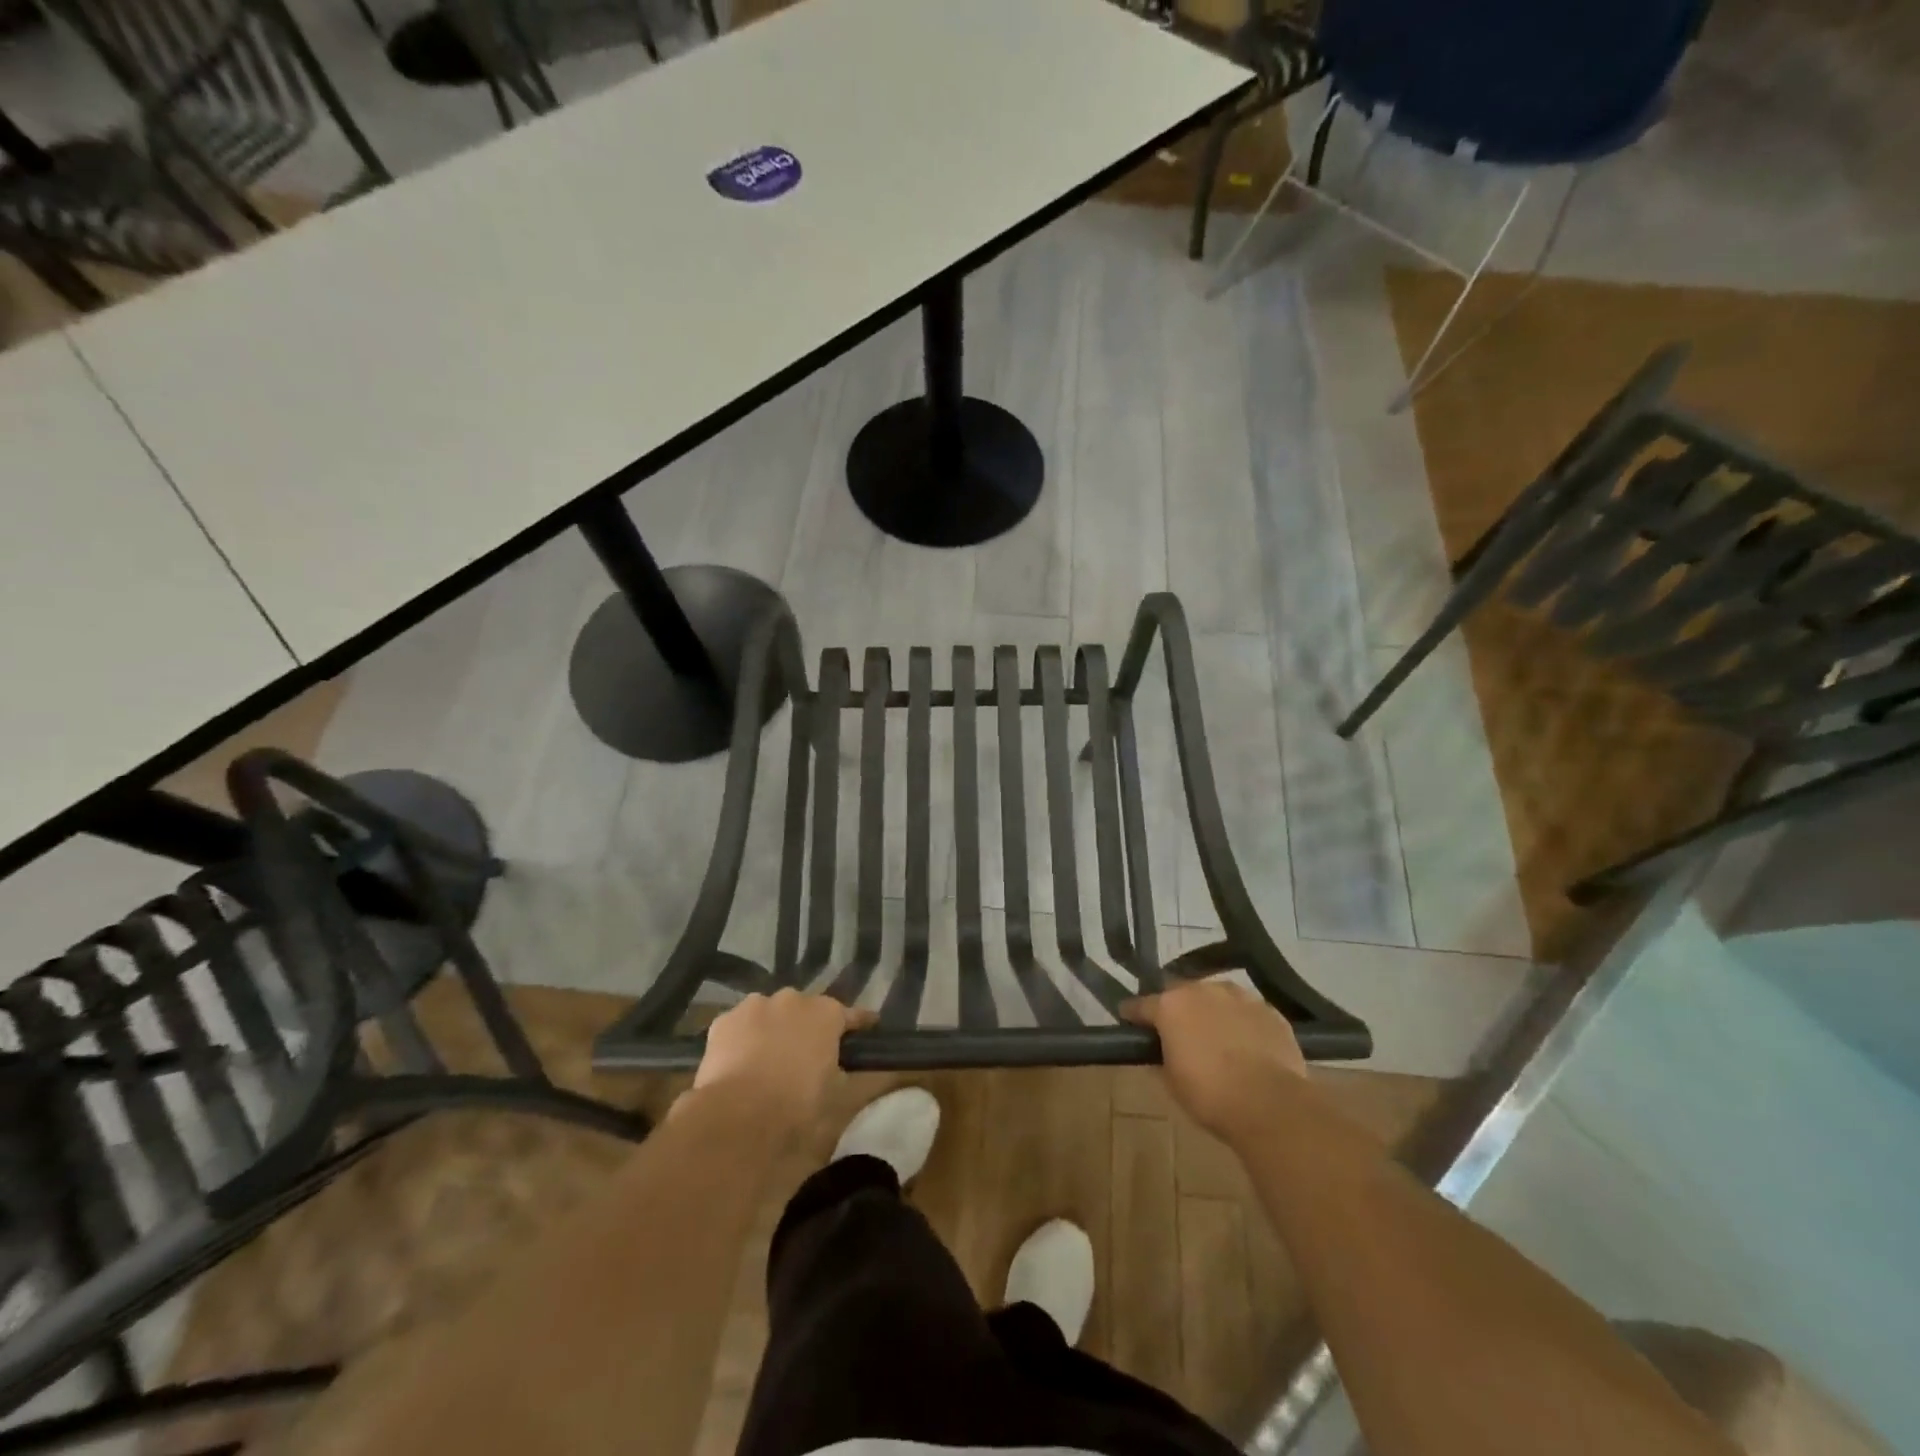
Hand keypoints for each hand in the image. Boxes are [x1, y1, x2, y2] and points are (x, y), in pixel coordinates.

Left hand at [690, 990, 874, 1134]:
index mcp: (827, 1013)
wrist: (733, 1125)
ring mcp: (754, 1007)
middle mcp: (793, 999)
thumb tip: (902, 1072)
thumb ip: (874, 1081)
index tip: (868, 1037)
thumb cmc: (798, 1112)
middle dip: (810, 1031)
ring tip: (771, 1065)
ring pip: (771, 1015)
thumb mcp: (845, 1103)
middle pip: (808, 1012)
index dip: (861, 1028)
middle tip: (810, 1062)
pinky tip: (741, 1067)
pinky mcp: (722, 1022)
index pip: (853, 1016)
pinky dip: (745, 1041)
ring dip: (776, 1031)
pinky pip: (742, 1027)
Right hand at [1120, 977, 1306, 1146]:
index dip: (1133, 1014)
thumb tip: (1161, 1051)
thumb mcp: (1171, 1082)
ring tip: (1218, 1037)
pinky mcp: (1269, 1010)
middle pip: (1181, 994)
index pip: (1141, 1005)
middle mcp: (1202, 990)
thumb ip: (1161, 1057)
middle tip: (1179, 1033)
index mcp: (1171, 1005)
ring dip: (1212, 1011)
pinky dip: (1242, 1023)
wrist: (1271, 1104)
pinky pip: (1247, 1012)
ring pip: (1217, 997)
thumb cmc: (1210, 1095)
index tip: (1129, 1021)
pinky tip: (1248, 1045)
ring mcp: (1239, 996)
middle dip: (1177, 1009)